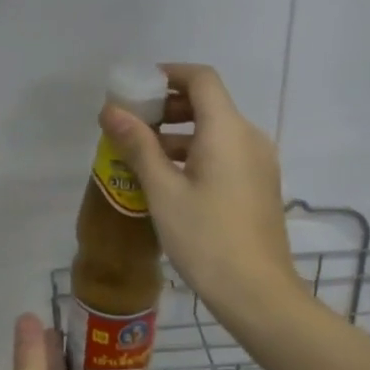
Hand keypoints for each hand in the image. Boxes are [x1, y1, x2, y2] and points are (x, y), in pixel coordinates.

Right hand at [99, 63, 301, 329]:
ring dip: (179, 132)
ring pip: (216, 130)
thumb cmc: (206, 239)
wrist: (258, 294)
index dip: (168, 74)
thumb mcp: (163, 191)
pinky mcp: (259, 185)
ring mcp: (259, 163)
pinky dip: (196, 152)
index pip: (201, 79)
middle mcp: (249, 137)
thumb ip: (138, 145)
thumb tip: (110, 110)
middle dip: (168, 106)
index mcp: (228, 130)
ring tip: (142, 153)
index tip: (137, 88)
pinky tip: (169, 179)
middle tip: (132, 123)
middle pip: (209, 102)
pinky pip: (225, 153)